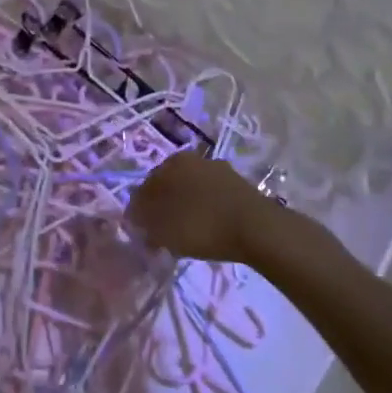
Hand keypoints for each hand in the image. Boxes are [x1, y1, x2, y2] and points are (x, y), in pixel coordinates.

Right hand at [126, 153, 273, 263]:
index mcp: (170, 163)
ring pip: (191, 190)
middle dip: (162, 207)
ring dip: (185, 208)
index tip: (142, 232)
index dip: (140, 211)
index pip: (144, 187)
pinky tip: (209, 229)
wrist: (257, 228)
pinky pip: (211, 197)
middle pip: (168, 185)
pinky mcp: (237, 183)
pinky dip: (205, 210)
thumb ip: (143, 222)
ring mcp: (216, 169)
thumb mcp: (163, 230)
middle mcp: (191, 159)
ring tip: (186, 234)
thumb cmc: (202, 225)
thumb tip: (135, 219)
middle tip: (162, 233)